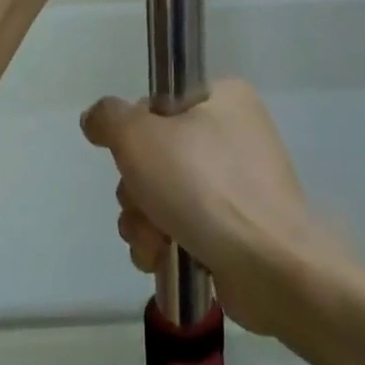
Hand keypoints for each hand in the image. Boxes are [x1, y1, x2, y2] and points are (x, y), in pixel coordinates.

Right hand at [82, 81, 336, 337]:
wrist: (268, 266)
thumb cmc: (204, 185)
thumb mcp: (140, 137)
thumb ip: (109, 119)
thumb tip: (95, 119)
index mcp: (224, 98)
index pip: (159, 103)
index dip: (136, 131)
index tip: (132, 153)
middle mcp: (234, 135)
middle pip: (155, 154)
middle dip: (136, 188)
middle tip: (143, 203)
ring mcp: (236, 186)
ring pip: (161, 195)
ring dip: (143, 221)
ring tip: (155, 241)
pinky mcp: (234, 229)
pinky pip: (181, 227)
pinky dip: (163, 244)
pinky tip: (162, 259)